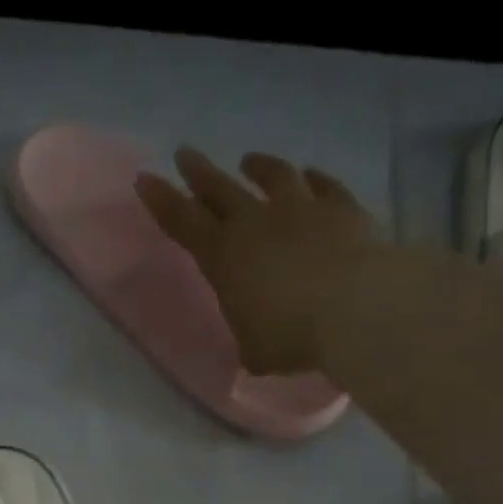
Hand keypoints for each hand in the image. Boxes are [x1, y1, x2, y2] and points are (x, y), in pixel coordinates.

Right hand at [135, 148, 387, 375]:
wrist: (356, 308)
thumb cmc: (290, 337)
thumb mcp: (254, 349)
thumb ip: (249, 336)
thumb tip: (255, 342)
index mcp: (223, 257)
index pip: (183, 222)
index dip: (162, 200)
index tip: (146, 179)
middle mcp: (257, 223)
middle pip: (221, 189)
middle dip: (199, 172)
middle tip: (186, 153)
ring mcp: (302, 210)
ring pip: (274, 176)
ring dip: (259, 167)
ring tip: (249, 161)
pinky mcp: (343, 210)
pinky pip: (326, 186)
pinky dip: (314, 179)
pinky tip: (310, 174)